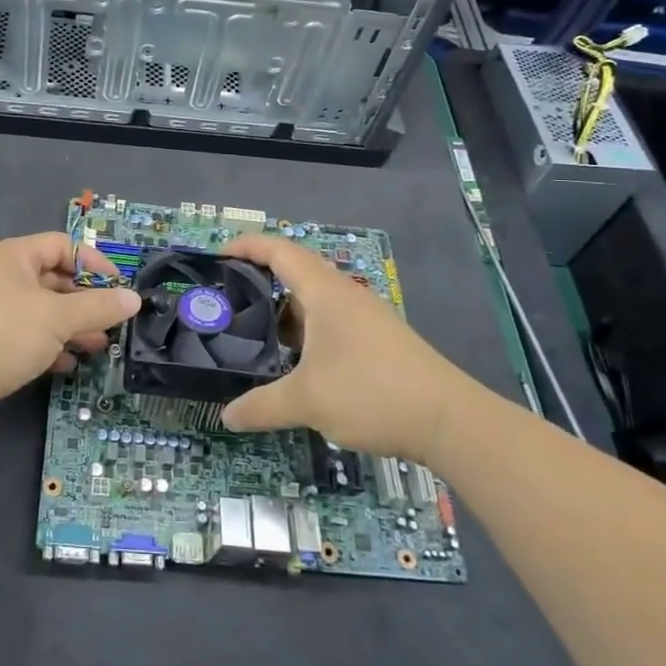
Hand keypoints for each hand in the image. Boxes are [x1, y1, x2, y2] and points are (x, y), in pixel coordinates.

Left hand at [0, 232, 139, 435]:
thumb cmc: (1, 336)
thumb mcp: (57, 318)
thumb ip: (98, 307)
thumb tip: (133, 298)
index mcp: (10, 256)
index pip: (61, 245)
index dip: (93, 263)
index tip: (119, 288)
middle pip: (51, 278)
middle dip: (84, 300)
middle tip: (112, 321)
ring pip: (39, 310)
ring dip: (70, 326)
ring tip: (98, 346)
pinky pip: (24, 334)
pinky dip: (47, 345)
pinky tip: (67, 364)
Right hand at [218, 233, 456, 459]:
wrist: (448, 419)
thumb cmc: (371, 393)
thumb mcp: (307, 401)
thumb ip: (261, 406)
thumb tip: (227, 416)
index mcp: (324, 292)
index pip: (279, 251)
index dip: (246, 246)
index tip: (216, 254)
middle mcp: (345, 295)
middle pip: (295, 271)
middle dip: (259, 279)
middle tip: (227, 299)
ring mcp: (365, 317)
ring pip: (314, 300)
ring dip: (283, 310)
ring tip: (254, 333)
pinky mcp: (377, 339)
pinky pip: (330, 321)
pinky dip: (305, 330)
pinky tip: (295, 361)